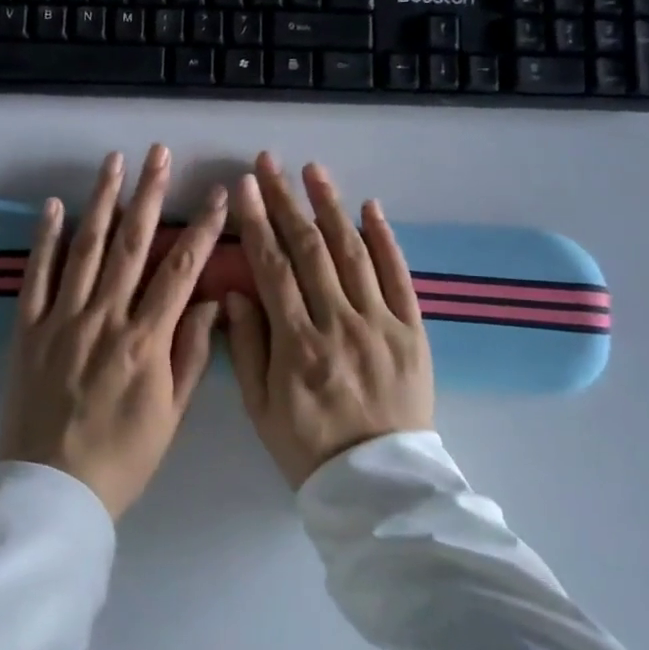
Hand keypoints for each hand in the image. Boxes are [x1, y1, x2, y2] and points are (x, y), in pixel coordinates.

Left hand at [0, 145, 228, 518]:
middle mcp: (105, 317)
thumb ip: (191, 355)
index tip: (218, 194)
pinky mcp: (27, 328)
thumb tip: (211, 303)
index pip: (181, 271)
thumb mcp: (170, 415)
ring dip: (102, 201)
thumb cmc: (122, 457)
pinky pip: (36, 275)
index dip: (202, 229)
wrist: (52, 491)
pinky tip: (54, 205)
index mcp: (145, 341)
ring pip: (86, 248)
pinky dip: (45, 238)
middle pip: (132, 245)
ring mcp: (62, 318)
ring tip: (114, 161)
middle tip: (159, 153)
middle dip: (150, 194)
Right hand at [224, 152, 433, 488]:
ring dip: (331, 206)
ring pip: (353, 252)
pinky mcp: (412, 331)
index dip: (256, 223)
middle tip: (270, 163)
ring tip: (314, 170)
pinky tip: (370, 207)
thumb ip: (246, 347)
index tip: (244, 188)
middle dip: (285, 200)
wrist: (380, 486)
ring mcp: (381, 324)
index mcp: (297, 345)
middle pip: (309, 249)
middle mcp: (339, 324)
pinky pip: (399, 276)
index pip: (272, 268)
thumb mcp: (260, 408)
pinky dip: (385, 239)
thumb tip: (236, 291)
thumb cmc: (309, 447)